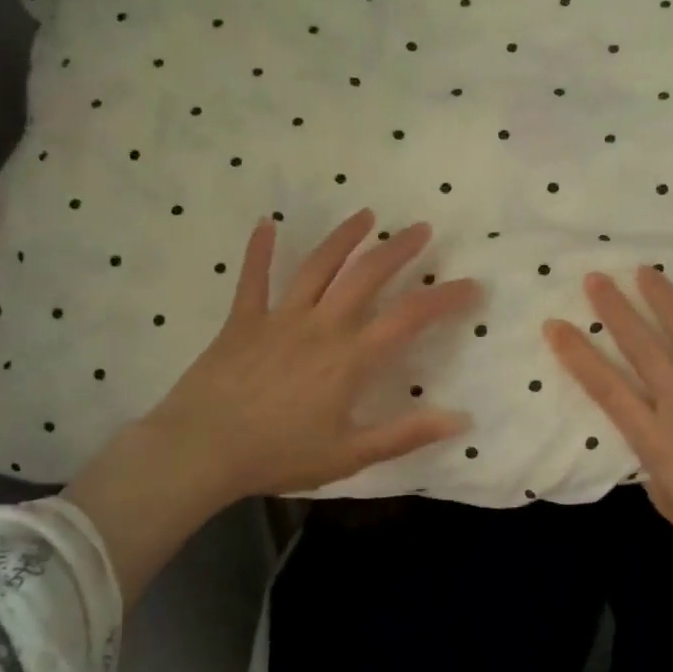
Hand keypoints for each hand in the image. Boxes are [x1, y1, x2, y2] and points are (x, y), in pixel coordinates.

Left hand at [67, 210, 479, 602]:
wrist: (201, 451)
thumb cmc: (279, 456)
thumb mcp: (351, 455)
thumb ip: (407, 434)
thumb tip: (461, 420)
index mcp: (350, 358)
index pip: (409, 317)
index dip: (444, 298)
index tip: (471, 285)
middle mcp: (321, 325)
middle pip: (366, 275)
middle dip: (398, 249)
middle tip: (422, 229)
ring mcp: (279, 318)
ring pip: (317, 266)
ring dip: (344, 237)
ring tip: (367, 215)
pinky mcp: (242, 320)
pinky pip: (253, 279)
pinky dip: (260, 250)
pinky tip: (266, 224)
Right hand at [543, 266, 672, 664]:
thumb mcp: (668, 502)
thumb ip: (655, 463)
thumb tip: (655, 440)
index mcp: (655, 437)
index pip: (605, 387)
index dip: (576, 354)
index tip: (555, 325)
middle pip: (642, 348)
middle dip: (615, 310)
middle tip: (596, 279)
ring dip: (665, 300)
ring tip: (646, 272)